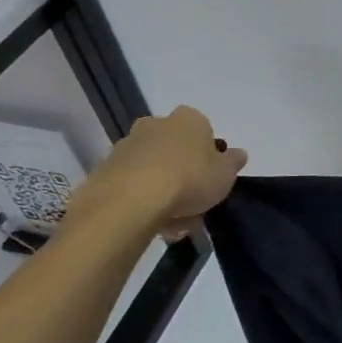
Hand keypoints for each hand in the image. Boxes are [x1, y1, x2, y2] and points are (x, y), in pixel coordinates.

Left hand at [64, 106, 247, 240]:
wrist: (130, 202)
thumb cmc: (189, 179)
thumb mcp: (226, 174)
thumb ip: (233, 162)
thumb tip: (237, 154)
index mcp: (188, 119)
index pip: (203, 130)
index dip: (208, 154)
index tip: (211, 177)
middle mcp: (154, 124)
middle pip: (173, 148)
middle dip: (182, 172)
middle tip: (192, 202)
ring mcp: (125, 146)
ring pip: (151, 168)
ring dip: (162, 190)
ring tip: (173, 222)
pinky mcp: (104, 170)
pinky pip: (131, 185)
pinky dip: (141, 200)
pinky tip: (152, 223)